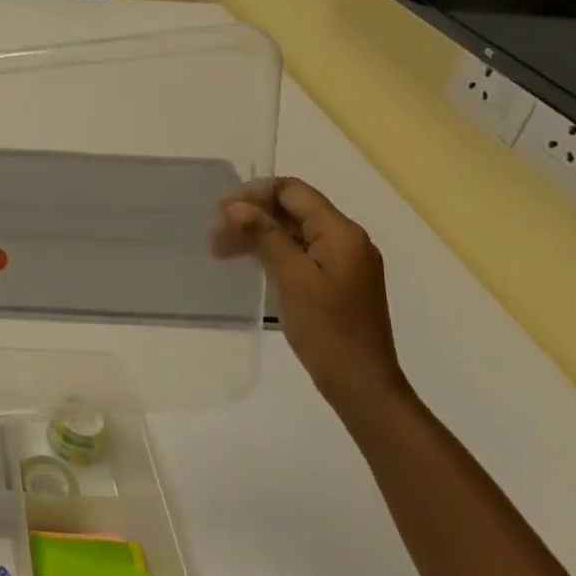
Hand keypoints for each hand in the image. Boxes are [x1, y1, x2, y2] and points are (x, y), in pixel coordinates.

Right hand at [211, 179, 410, 419]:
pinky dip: (271, 252)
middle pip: (293, 210)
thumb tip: (236, 205)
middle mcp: (346, 240)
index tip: (221, 212)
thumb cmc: (327, 330)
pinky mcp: (335, 281)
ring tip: (221, 250)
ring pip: (293, 232)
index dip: (255, 194)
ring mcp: (342, 261)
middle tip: (214, 235)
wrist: (361, 384)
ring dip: (257, 234)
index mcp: (341, 233)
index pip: (294, 192)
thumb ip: (265, 236)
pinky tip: (247, 263)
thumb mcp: (292, 278)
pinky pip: (300, 253)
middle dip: (252, 215)